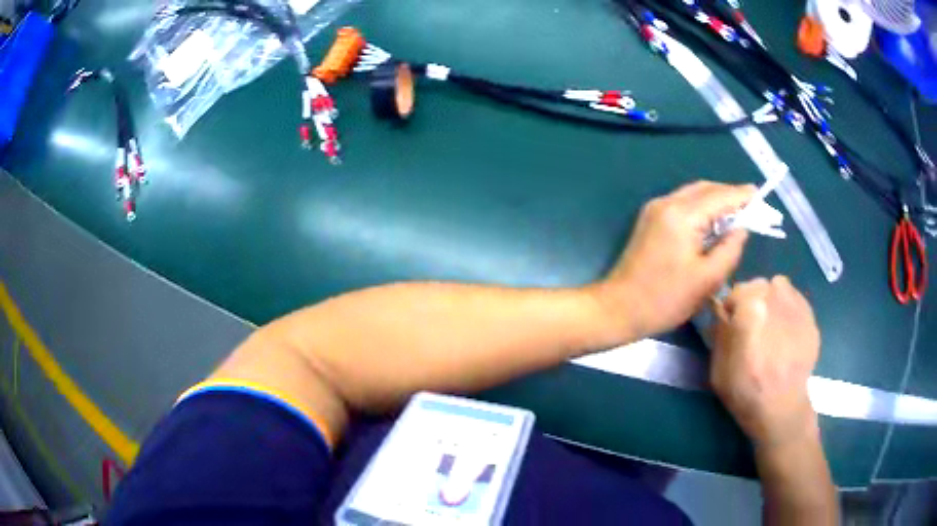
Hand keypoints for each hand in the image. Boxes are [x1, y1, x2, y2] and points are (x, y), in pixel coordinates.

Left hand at [592, 181, 753, 339]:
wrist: (617, 308)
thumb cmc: (665, 299)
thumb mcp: (707, 279)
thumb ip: (730, 249)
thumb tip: (741, 228)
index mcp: (682, 215)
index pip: (720, 196)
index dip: (742, 196)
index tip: (761, 196)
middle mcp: (667, 203)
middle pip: (706, 189)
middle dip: (730, 196)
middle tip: (752, 207)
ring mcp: (655, 209)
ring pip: (693, 194)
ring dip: (716, 201)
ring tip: (738, 214)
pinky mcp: (650, 220)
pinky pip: (682, 204)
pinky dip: (701, 208)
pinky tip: (713, 222)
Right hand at [711, 276, 820, 447]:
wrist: (782, 408)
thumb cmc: (746, 391)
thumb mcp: (718, 369)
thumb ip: (720, 334)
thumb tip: (722, 313)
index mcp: (750, 308)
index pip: (735, 291)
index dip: (730, 308)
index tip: (730, 326)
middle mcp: (774, 298)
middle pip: (758, 286)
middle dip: (752, 301)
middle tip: (752, 327)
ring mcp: (796, 306)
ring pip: (779, 287)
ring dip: (771, 300)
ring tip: (770, 325)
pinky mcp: (810, 317)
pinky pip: (795, 300)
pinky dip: (787, 309)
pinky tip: (786, 333)